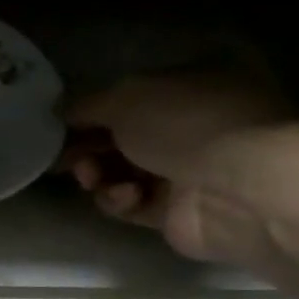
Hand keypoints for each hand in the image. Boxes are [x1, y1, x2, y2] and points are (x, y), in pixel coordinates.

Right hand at [61, 68, 296, 262]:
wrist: (239, 188)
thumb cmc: (186, 124)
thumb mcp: (126, 97)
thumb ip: (86, 105)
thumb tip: (59, 111)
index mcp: (188, 86)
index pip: (130, 97)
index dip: (91, 111)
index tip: (59, 126)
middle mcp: (189, 126)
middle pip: (121, 137)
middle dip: (89, 147)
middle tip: (68, 159)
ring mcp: (185, 171)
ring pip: (121, 172)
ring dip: (99, 174)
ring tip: (92, 178)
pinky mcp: (176, 213)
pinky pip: (132, 204)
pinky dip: (119, 200)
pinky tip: (127, 196)